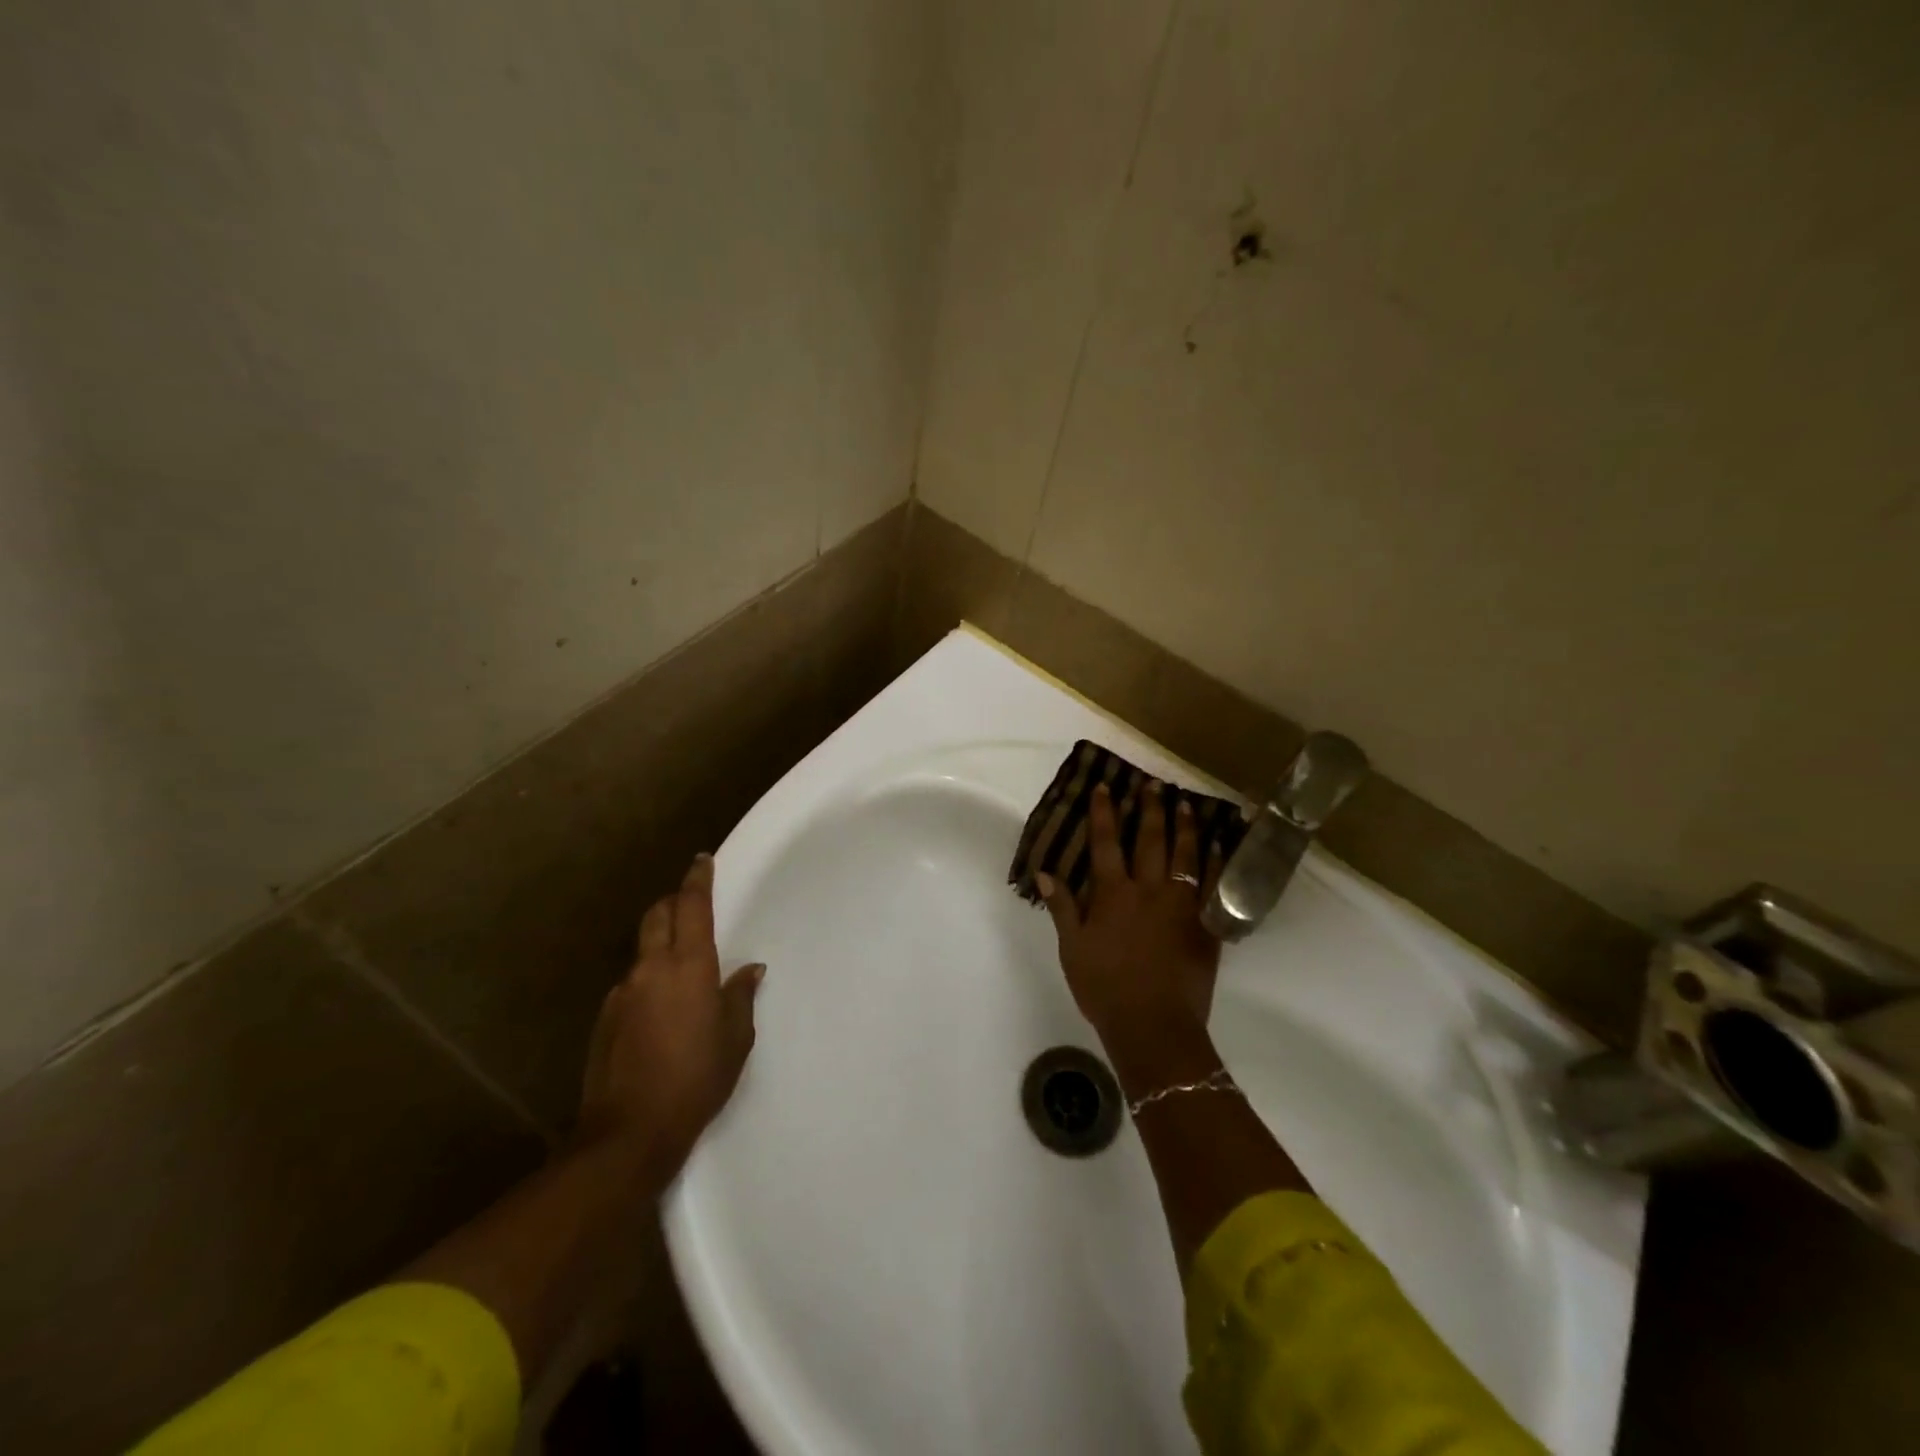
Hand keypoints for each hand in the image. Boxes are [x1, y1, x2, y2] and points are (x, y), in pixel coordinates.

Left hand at [577, 853, 763, 1179]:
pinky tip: (660, 1010)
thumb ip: (740, 996)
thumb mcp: (735, 1039)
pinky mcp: (605, 1017)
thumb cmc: (696, 1080)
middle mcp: (651, 968)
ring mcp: (623, 992)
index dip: (697, 879)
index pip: (691, 906)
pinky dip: (647, 979)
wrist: (629, 1133)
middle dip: (673, 902)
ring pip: (643, 949)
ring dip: (660, 942)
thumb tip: (749, 970)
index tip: (701, 860)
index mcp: (688, 966)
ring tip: (681, 968)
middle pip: (657, 915)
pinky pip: (631, 982)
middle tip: (691, 905)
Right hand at [1036, 783, 1223, 1047]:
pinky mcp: (1205, 924)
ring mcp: (1181, 905)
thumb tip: (1046, 872)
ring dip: (1184, 826)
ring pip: (1185, 855)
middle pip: (1149, 840)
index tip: (1105, 787)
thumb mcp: (1072, 948)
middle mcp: (1149, 890)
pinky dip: (1216, 861)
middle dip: (1149, 809)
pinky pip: (1213, 885)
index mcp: (1113, 895)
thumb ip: (1062, 907)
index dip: (1103, 814)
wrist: (1153, 1024)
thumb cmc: (1104, 987)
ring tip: (1185, 802)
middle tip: (1152, 783)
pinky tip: (1217, 844)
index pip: (1105, 844)